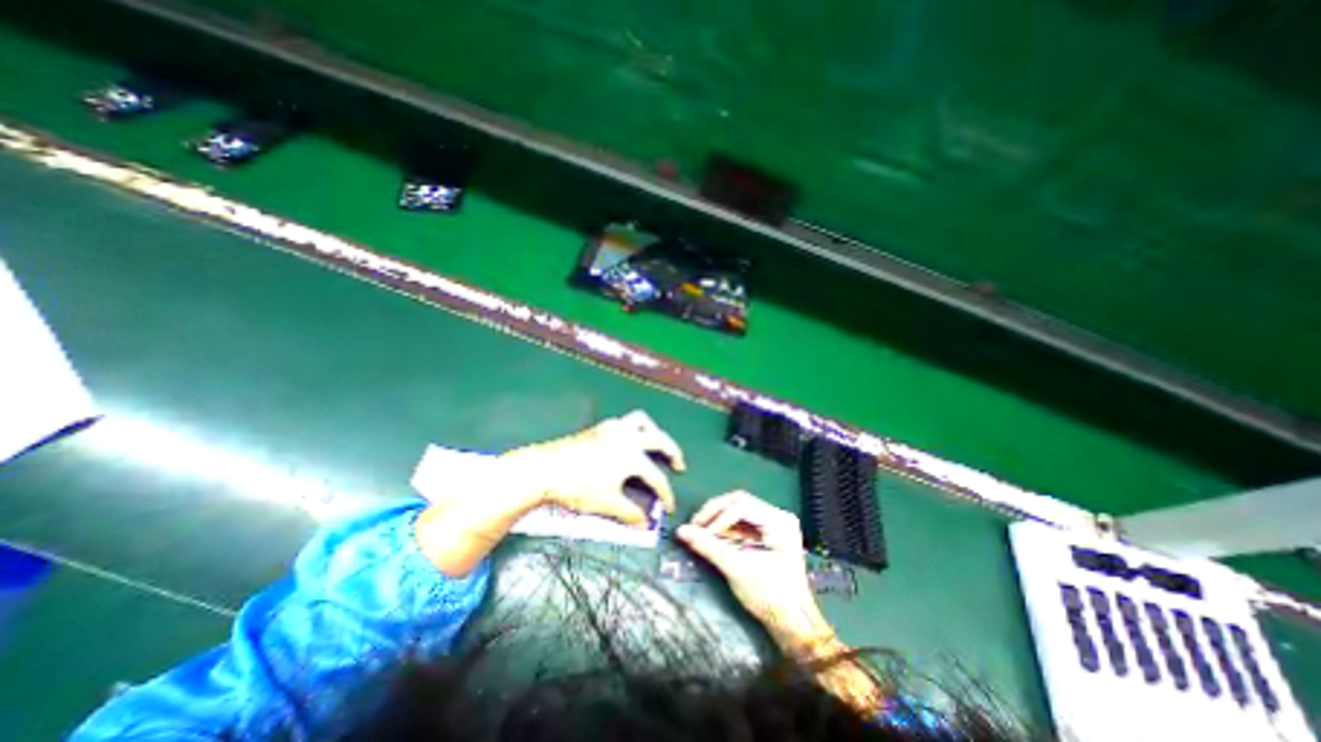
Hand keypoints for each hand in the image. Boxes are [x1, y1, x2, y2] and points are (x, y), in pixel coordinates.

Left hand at [416, 408, 685, 575]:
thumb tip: (645, 525)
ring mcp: (614, 428)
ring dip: (654, 432)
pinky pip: (625, 421)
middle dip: (673, 452)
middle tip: (678, 465)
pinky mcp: (601, 427)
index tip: (669, 508)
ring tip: (656, 444)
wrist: (545, 468)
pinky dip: (635, 428)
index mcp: (632, 456)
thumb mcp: (605, 503)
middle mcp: (628, 437)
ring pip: (643, 421)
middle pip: (660, 440)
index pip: (656, 478)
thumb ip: (629, 513)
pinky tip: (629, 440)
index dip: (666, 495)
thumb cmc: (577, 487)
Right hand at [680, 487, 887, 711]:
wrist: (793, 624)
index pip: (741, 506)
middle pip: (740, 501)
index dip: (718, 517)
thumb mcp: (737, 569)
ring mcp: (775, 524)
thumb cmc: (770, 596)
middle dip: (715, 512)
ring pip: (740, 508)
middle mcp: (779, 516)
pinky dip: (727, 526)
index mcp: (779, 522)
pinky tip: (715, 536)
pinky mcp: (769, 533)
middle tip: (696, 524)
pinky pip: (743, 521)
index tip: (699, 533)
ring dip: (719, 517)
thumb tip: (681, 530)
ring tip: (701, 530)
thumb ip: (709, 546)